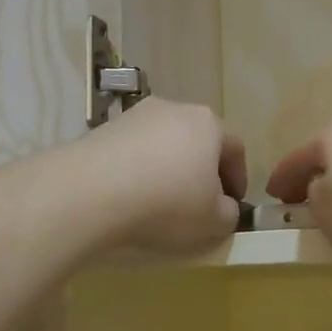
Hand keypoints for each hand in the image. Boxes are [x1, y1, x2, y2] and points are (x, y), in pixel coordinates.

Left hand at [84, 99, 245, 255]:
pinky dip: (139, 169)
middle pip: (198, 140)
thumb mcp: (213, 221)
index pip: (235, 149)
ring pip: (164, 143)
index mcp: (209, 124)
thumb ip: (228, 213)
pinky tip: (131, 194)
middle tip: (200, 201)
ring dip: (168, 167)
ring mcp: (137, 115)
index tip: (233, 205)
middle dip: (202, 170)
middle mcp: (176, 109)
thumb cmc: (168, 203)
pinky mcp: (105, 128)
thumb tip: (223, 206)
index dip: (238, 179)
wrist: (93, 191)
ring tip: (161, 199)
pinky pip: (134, 150)